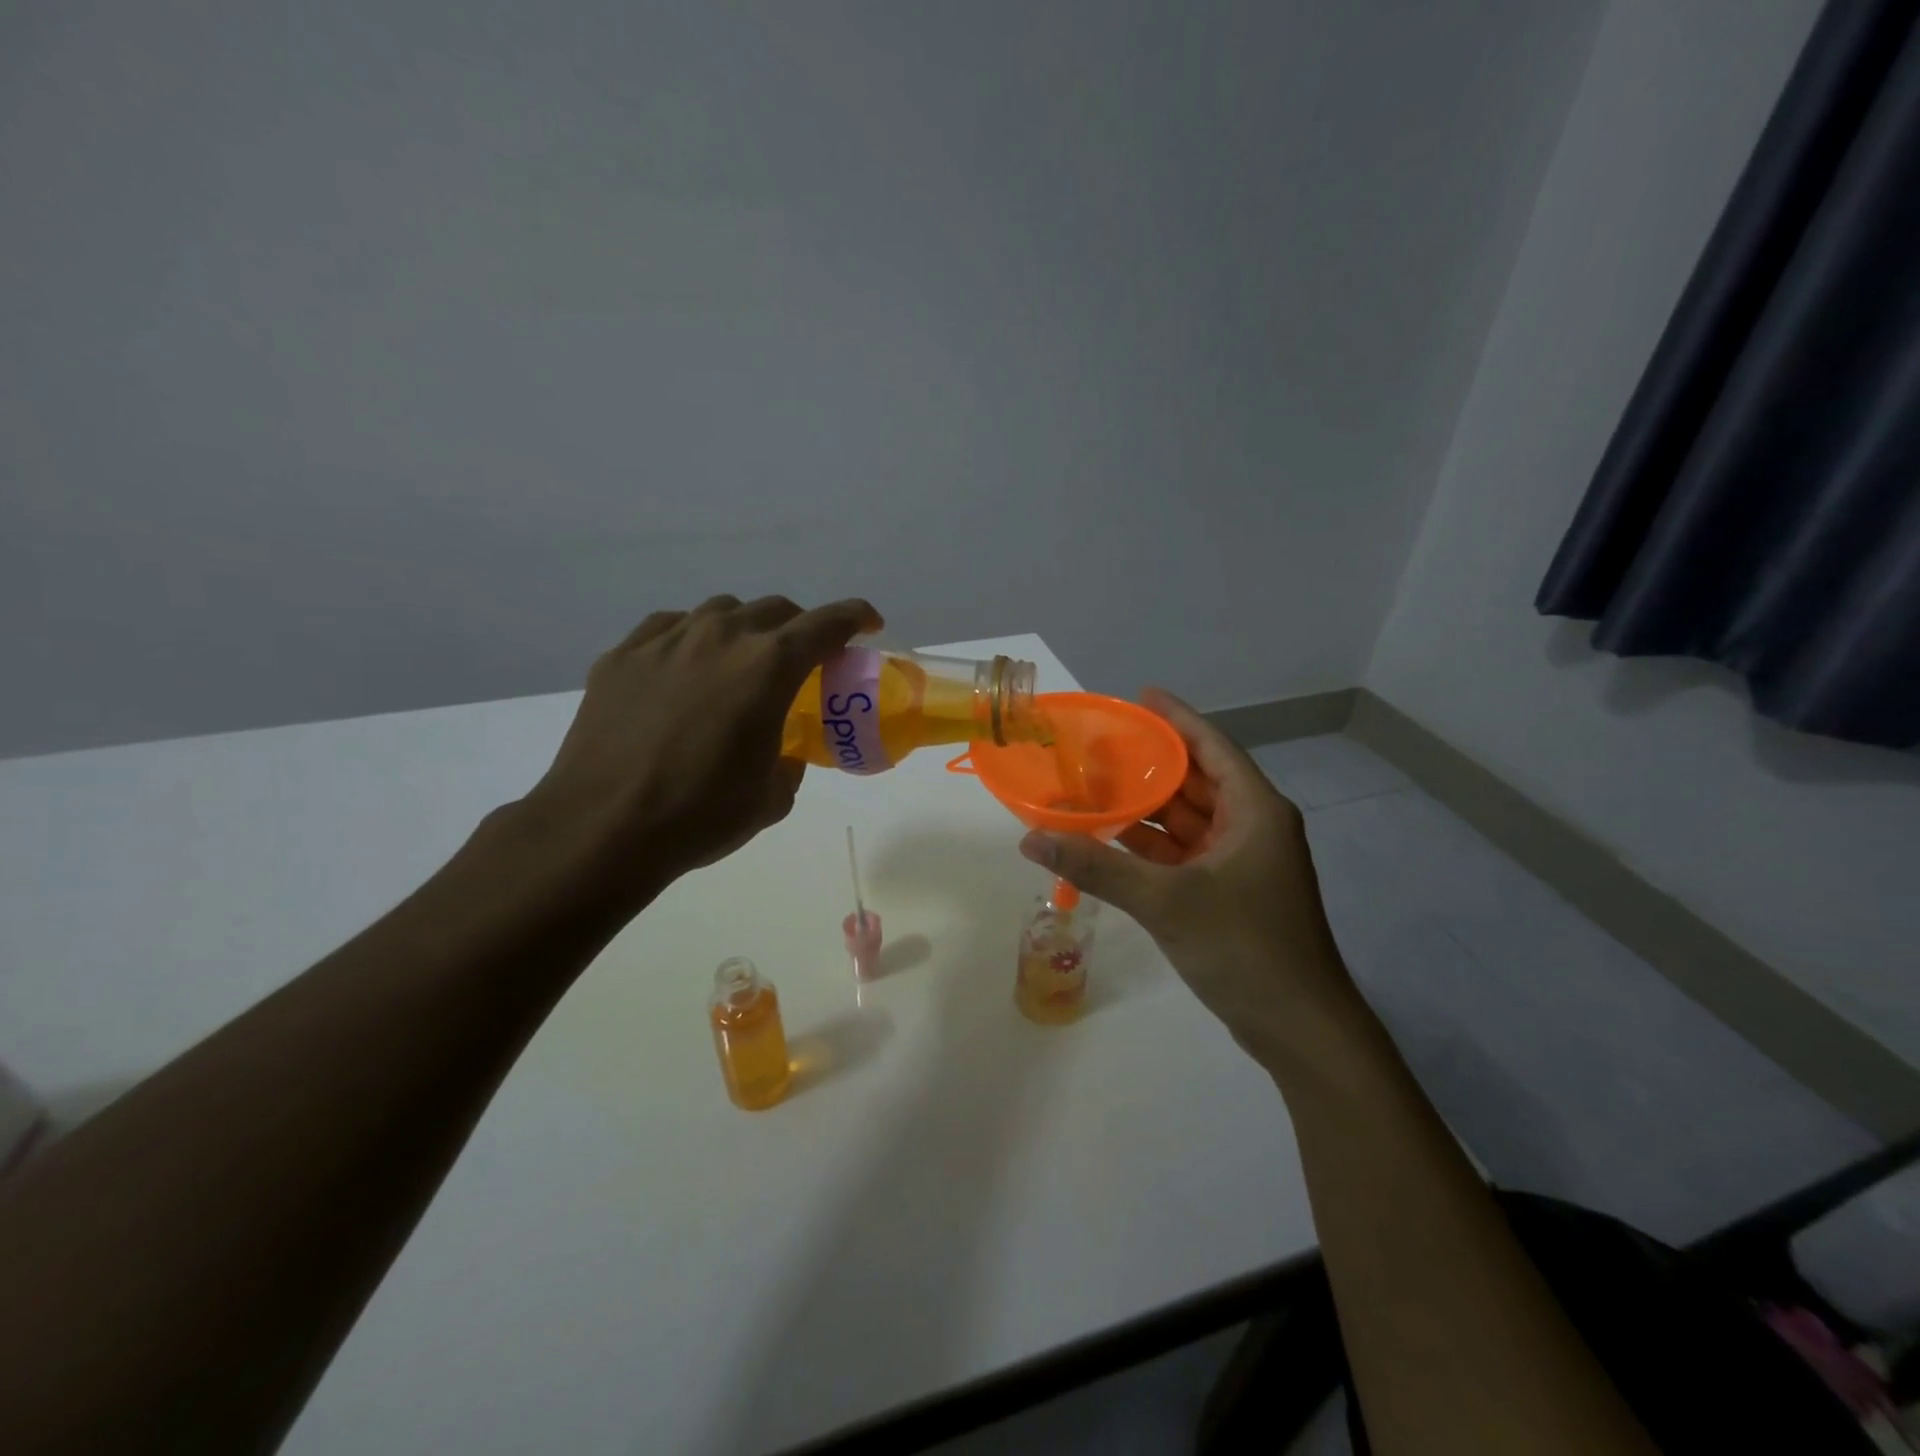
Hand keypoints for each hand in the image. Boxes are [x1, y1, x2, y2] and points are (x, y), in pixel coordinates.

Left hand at [518, 594, 880, 911]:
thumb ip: (788, 764)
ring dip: (745, 630)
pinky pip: (670, 628)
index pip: (826, 624)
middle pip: (775, 610)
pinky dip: (692, 640)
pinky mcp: (623, 655)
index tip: (868, 624)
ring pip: (720, 612)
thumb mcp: (771, 798)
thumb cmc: (701, 815)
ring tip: (741, 663)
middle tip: (804, 658)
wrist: (602, 828)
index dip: (855, 618)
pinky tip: (686, 670)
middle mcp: (720, 637)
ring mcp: (665, 640)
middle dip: (800, 628)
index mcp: (768, 667)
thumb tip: (781, 755)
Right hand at [1018, 689, 1360, 1067]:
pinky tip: (1111, 840)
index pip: (1212, 746)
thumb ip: (1097, 867)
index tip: (1139, 696)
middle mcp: (1251, 827)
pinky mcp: (1229, 892)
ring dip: (1146, 807)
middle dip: (1151, 764)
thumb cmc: (1244, 947)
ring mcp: (1241, 862)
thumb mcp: (1165, 901)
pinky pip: (1183, 853)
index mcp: (1254, 810)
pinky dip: (1151, 846)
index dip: (1176, 718)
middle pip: (1196, 780)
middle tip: (1099, 746)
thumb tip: (1032, 839)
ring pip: (1187, 820)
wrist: (1298, 1028)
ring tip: (1095, 787)